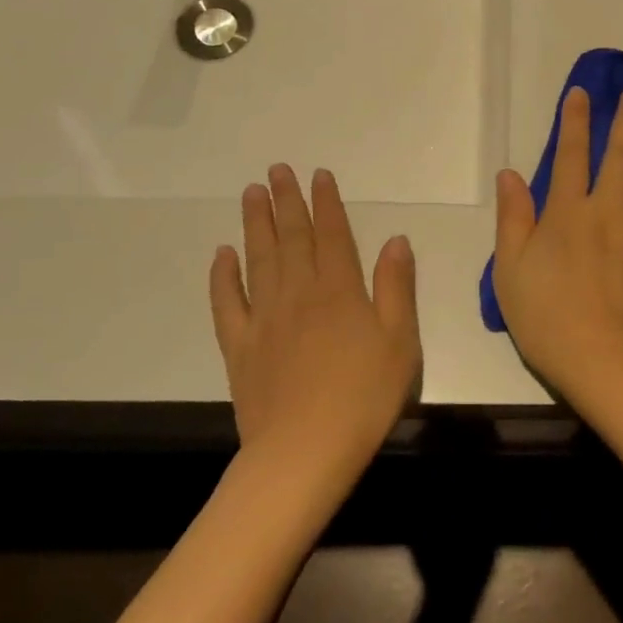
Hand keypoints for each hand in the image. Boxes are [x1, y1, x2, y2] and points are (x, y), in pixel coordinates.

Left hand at [211, 166, 420, 479]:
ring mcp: (265, 319)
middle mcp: (299, 294)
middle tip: (276, 170)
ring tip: (251, 194)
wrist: (304, 452)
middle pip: (292, 238)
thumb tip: (395, 239)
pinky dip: (222, 276)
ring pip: (259, 260)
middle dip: (286, 201)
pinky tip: (222, 254)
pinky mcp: (240, 347)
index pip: (333, 235)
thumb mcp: (401, 342)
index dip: (326, 202)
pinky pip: (228, 303)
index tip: (318, 175)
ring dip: (255, 225)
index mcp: (340, 291)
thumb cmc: (364, 397)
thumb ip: (396, 287)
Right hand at [492, 87, 622, 390]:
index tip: (582, 92)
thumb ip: (512, 218)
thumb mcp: (509, 269)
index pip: (570, 155)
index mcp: (566, 213)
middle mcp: (607, 210)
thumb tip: (510, 173)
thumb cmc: (545, 317)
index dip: (574, 121)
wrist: (601, 360)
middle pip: (620, 154)